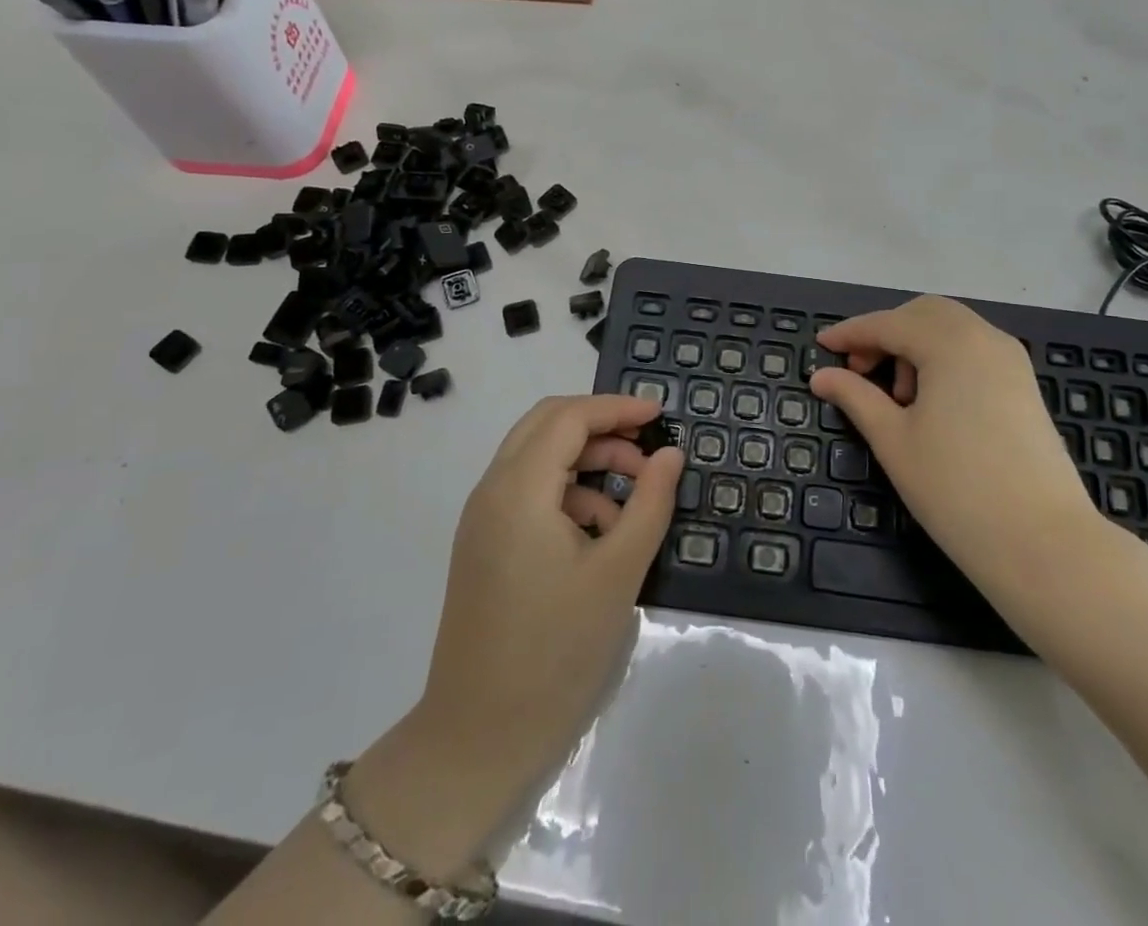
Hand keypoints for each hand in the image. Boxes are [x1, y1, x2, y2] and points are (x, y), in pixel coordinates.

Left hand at [355, 394, 683, 872]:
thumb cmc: (556, 651)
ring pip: (538, 457)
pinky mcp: (484, 546)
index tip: (661, 415)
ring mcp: (482, 519)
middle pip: (547, 425)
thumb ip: (649, 502)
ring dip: (586, 461)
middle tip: (647, 448)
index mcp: (518, 489)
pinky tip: (600, 533)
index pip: (569, 417)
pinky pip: (528, 492)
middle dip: (601, 427)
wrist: (477, 740)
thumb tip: (670, 454)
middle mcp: (492, 491)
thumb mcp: (618, 572)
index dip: (617, 408)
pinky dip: (567, 492)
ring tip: (632, 499)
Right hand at [809, 296, 1108, 605]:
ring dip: (915, 345)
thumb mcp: (893, 440)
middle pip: (924, 314)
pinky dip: (943, 358)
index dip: (851, 333)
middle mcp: (984, 337)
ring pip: (951, 329)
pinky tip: (932, 402)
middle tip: (860, 371)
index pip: (889, 324)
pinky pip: (974, 349)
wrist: (1044, 544)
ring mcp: (1011, 360)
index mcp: (950, 343)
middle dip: (886, 333)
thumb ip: (855, 397)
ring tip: (898, 398)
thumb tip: (821, 376)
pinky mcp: (1024, 384)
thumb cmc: (956, 489)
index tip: (821, 347)